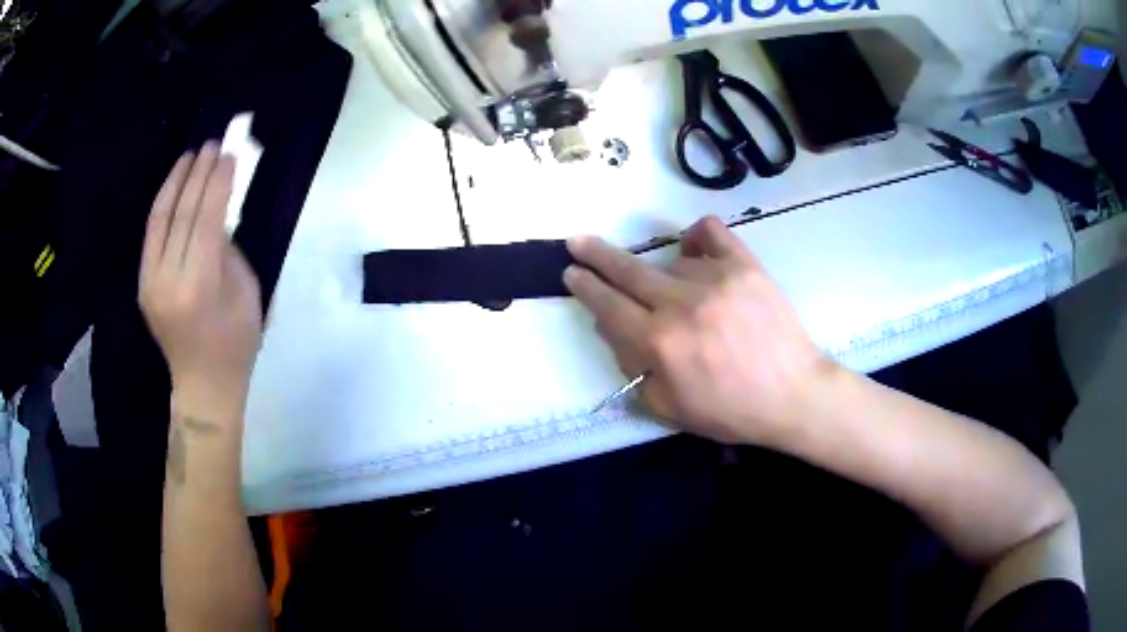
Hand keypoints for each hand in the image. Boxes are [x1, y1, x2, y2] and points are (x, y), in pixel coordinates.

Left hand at [139, 142, 262, 419]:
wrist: (203, 385)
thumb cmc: (236, 343)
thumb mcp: (247, 293)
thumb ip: (229, 249)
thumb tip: (219, 213)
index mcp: (198, 286)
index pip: (205, 219)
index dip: (218, 182)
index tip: (230, 153)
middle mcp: (167, 280)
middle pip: (181, 213)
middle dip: (198, 173)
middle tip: (214, 143)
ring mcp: (150, 282)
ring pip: (159, 218)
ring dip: (176, 181)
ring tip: (192, 154)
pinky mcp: (143, 283)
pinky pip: (152, 233)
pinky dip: (164, 203)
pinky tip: (175, 184)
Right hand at [564, 216, 834, 445]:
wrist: (793, 394)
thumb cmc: (731, 410)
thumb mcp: (669, 408)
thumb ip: (633, 369)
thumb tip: (613, 328)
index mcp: (659, 343)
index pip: (607, 305)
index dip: (585, 287)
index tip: (571, 271)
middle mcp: (680, 304)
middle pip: (625, 270)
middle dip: (595, 255)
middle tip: (577, 242)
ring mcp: (714, 279)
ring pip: (669, 262)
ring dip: (663, 277)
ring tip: (681, 300)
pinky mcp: (744, 266)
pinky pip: (710, 233)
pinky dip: (696, 237)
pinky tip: (693, 248)